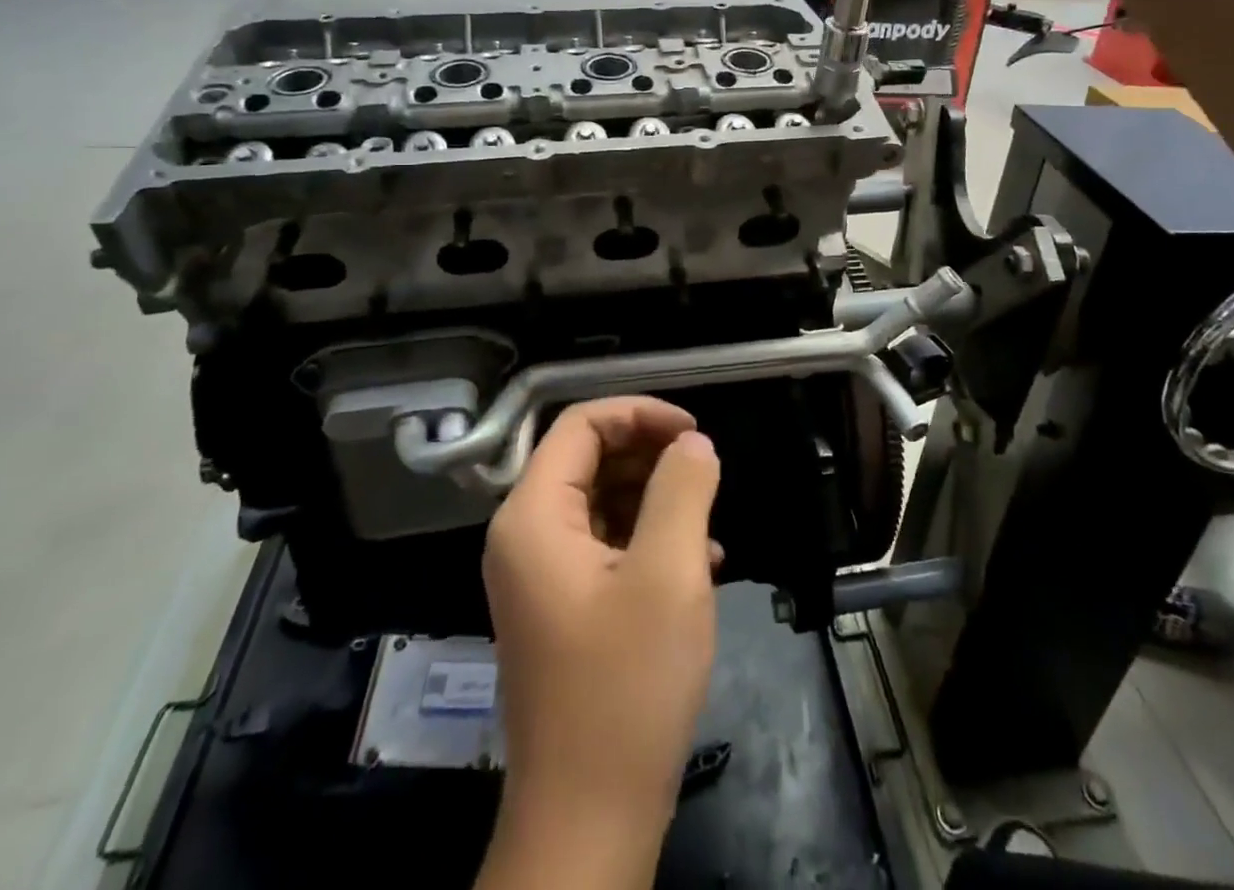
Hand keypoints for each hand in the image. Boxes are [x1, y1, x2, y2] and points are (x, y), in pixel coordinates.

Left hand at [480, 397, 721, 884]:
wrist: (589, 820)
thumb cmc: (626, 688)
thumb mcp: (669, 575)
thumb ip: (682, 490)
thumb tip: (692, 443)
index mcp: (533, 516)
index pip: (580, 424)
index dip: (639, 413)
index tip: (694, 431)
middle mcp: (525, 535)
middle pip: (587, 457)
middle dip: (650, 455)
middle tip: (705, 470)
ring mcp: (541, 574)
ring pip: (600, 500)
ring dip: (655, 498)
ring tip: (708, 520)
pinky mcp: (562, 605)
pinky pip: (604, 543)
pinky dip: (648, 538)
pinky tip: (700, 560)